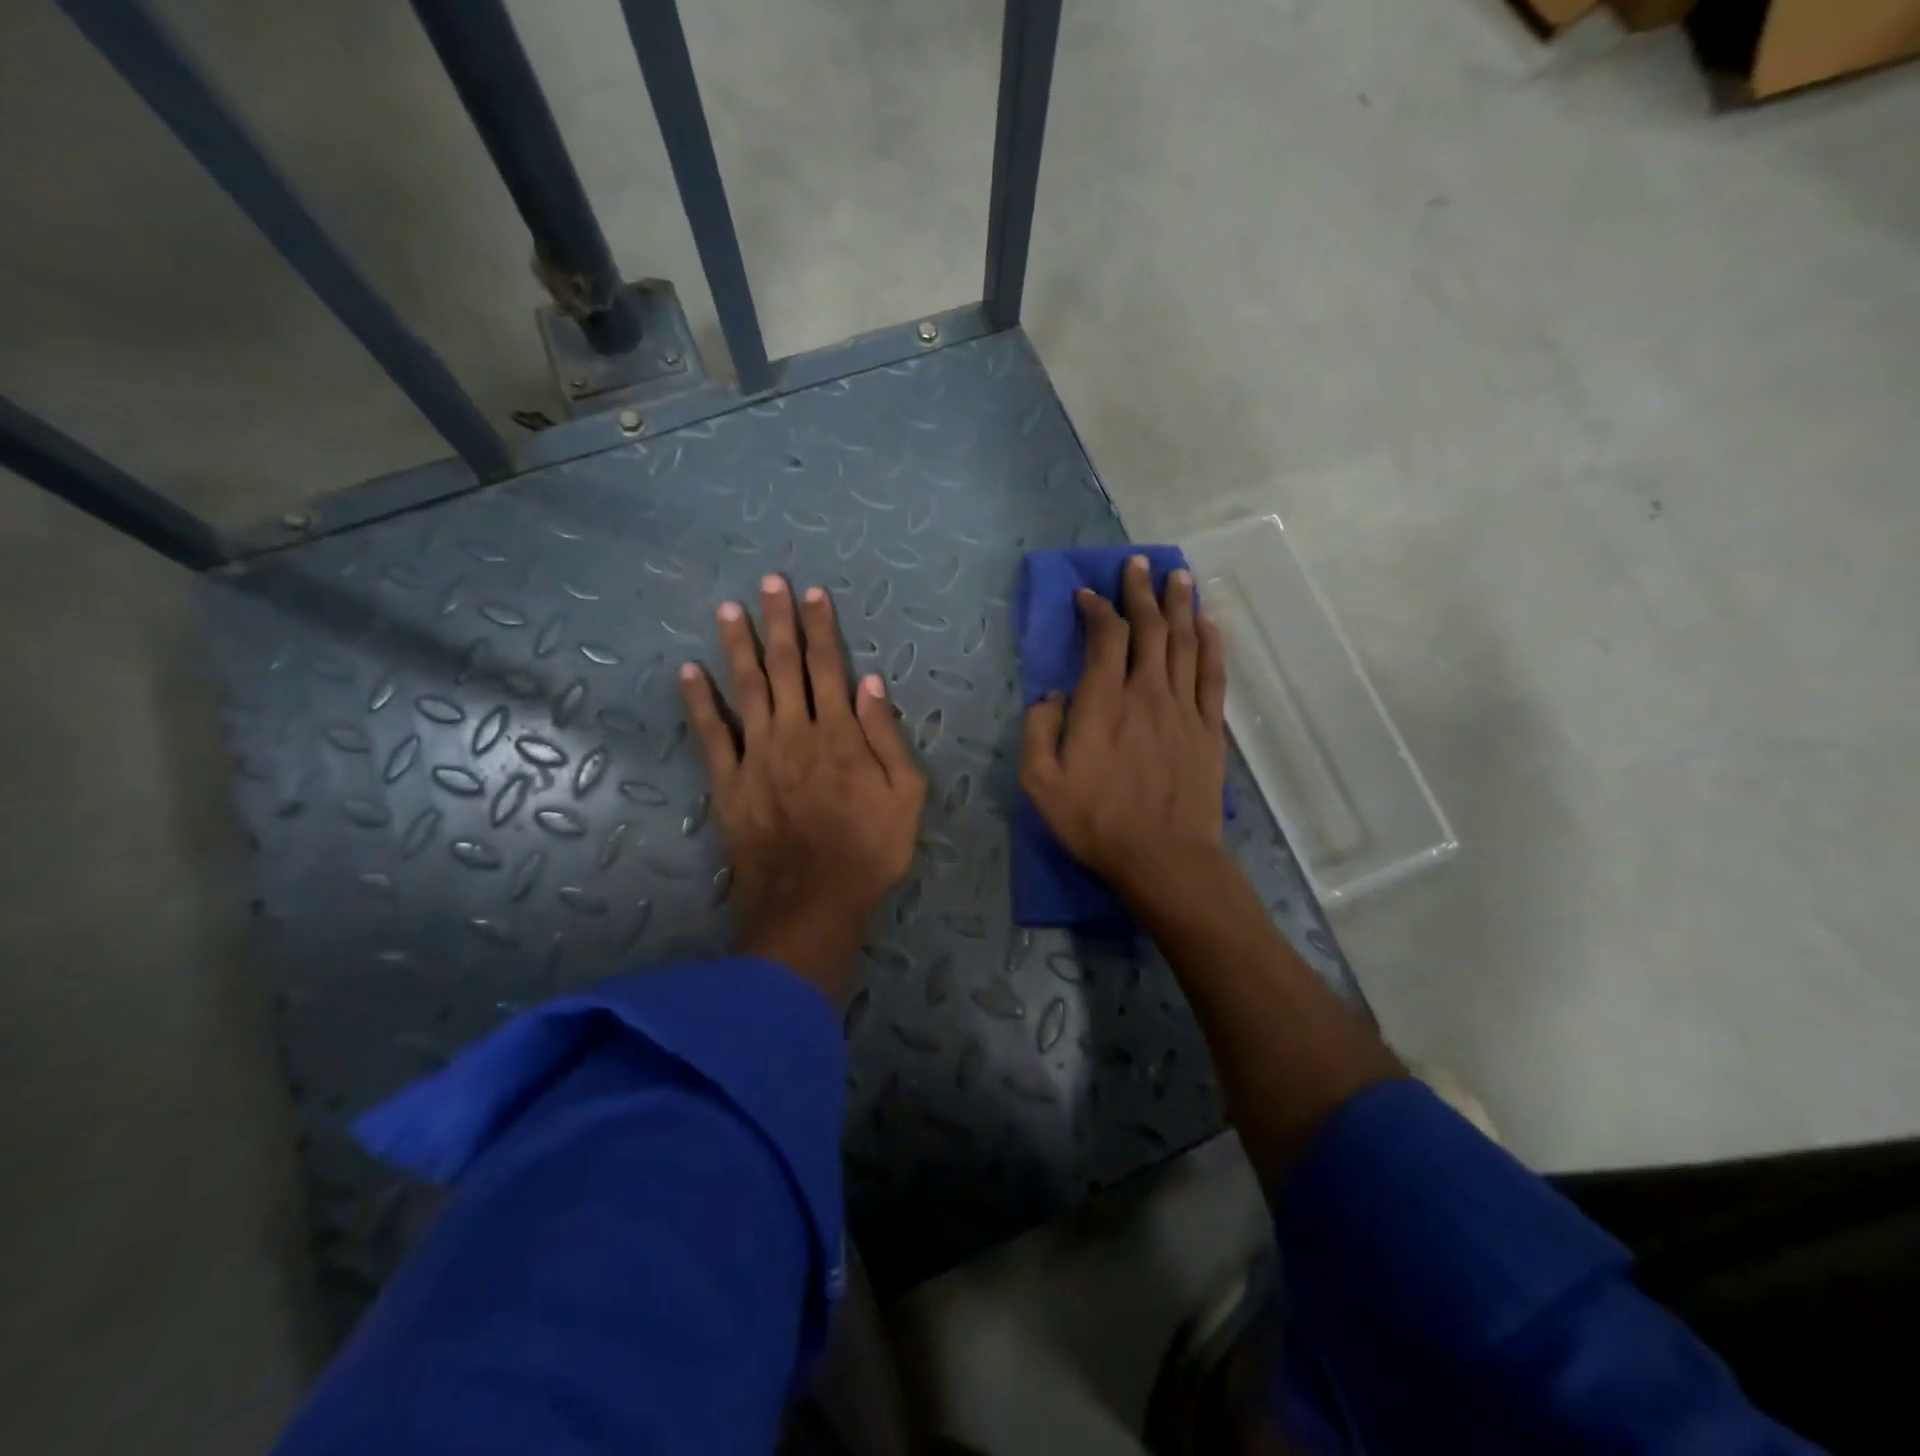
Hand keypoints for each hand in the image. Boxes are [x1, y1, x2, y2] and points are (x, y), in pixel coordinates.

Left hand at [680, 575, 925, 1002]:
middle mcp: (795, 732)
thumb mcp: (906, 796)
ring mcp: (757, 755)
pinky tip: (688, 672)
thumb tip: (872, 683)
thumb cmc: (869, 851)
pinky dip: (698, 702)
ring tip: (728, 610)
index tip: (813, 593)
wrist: (813, 903)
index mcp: (840, 734)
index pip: (829, 667)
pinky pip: (710, 735)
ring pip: (746, 689)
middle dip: (778, 622)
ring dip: (737, 647)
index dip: (821, 628)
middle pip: (785, 666)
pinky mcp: (728, 782)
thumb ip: (888, 737)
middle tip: (768, 583)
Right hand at [1020, 555, 1229, 909]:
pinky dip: (1212, 644)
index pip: (1105, 637)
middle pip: (1149, 627)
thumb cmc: (1096, 822)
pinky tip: (1210, 624)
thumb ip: (1038, 730)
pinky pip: (1213, 675)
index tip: (1088, 595)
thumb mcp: (1040, 783)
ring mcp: (1183, 708)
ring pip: (1185, 642)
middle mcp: (1147, 692)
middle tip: (1138, 564)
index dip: (1097, 609)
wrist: (1164, 858)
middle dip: (1141, 591)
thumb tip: (1051, 695)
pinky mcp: (1209, 729)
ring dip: (1180, 605)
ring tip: (1178, 576)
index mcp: (1103, 702)